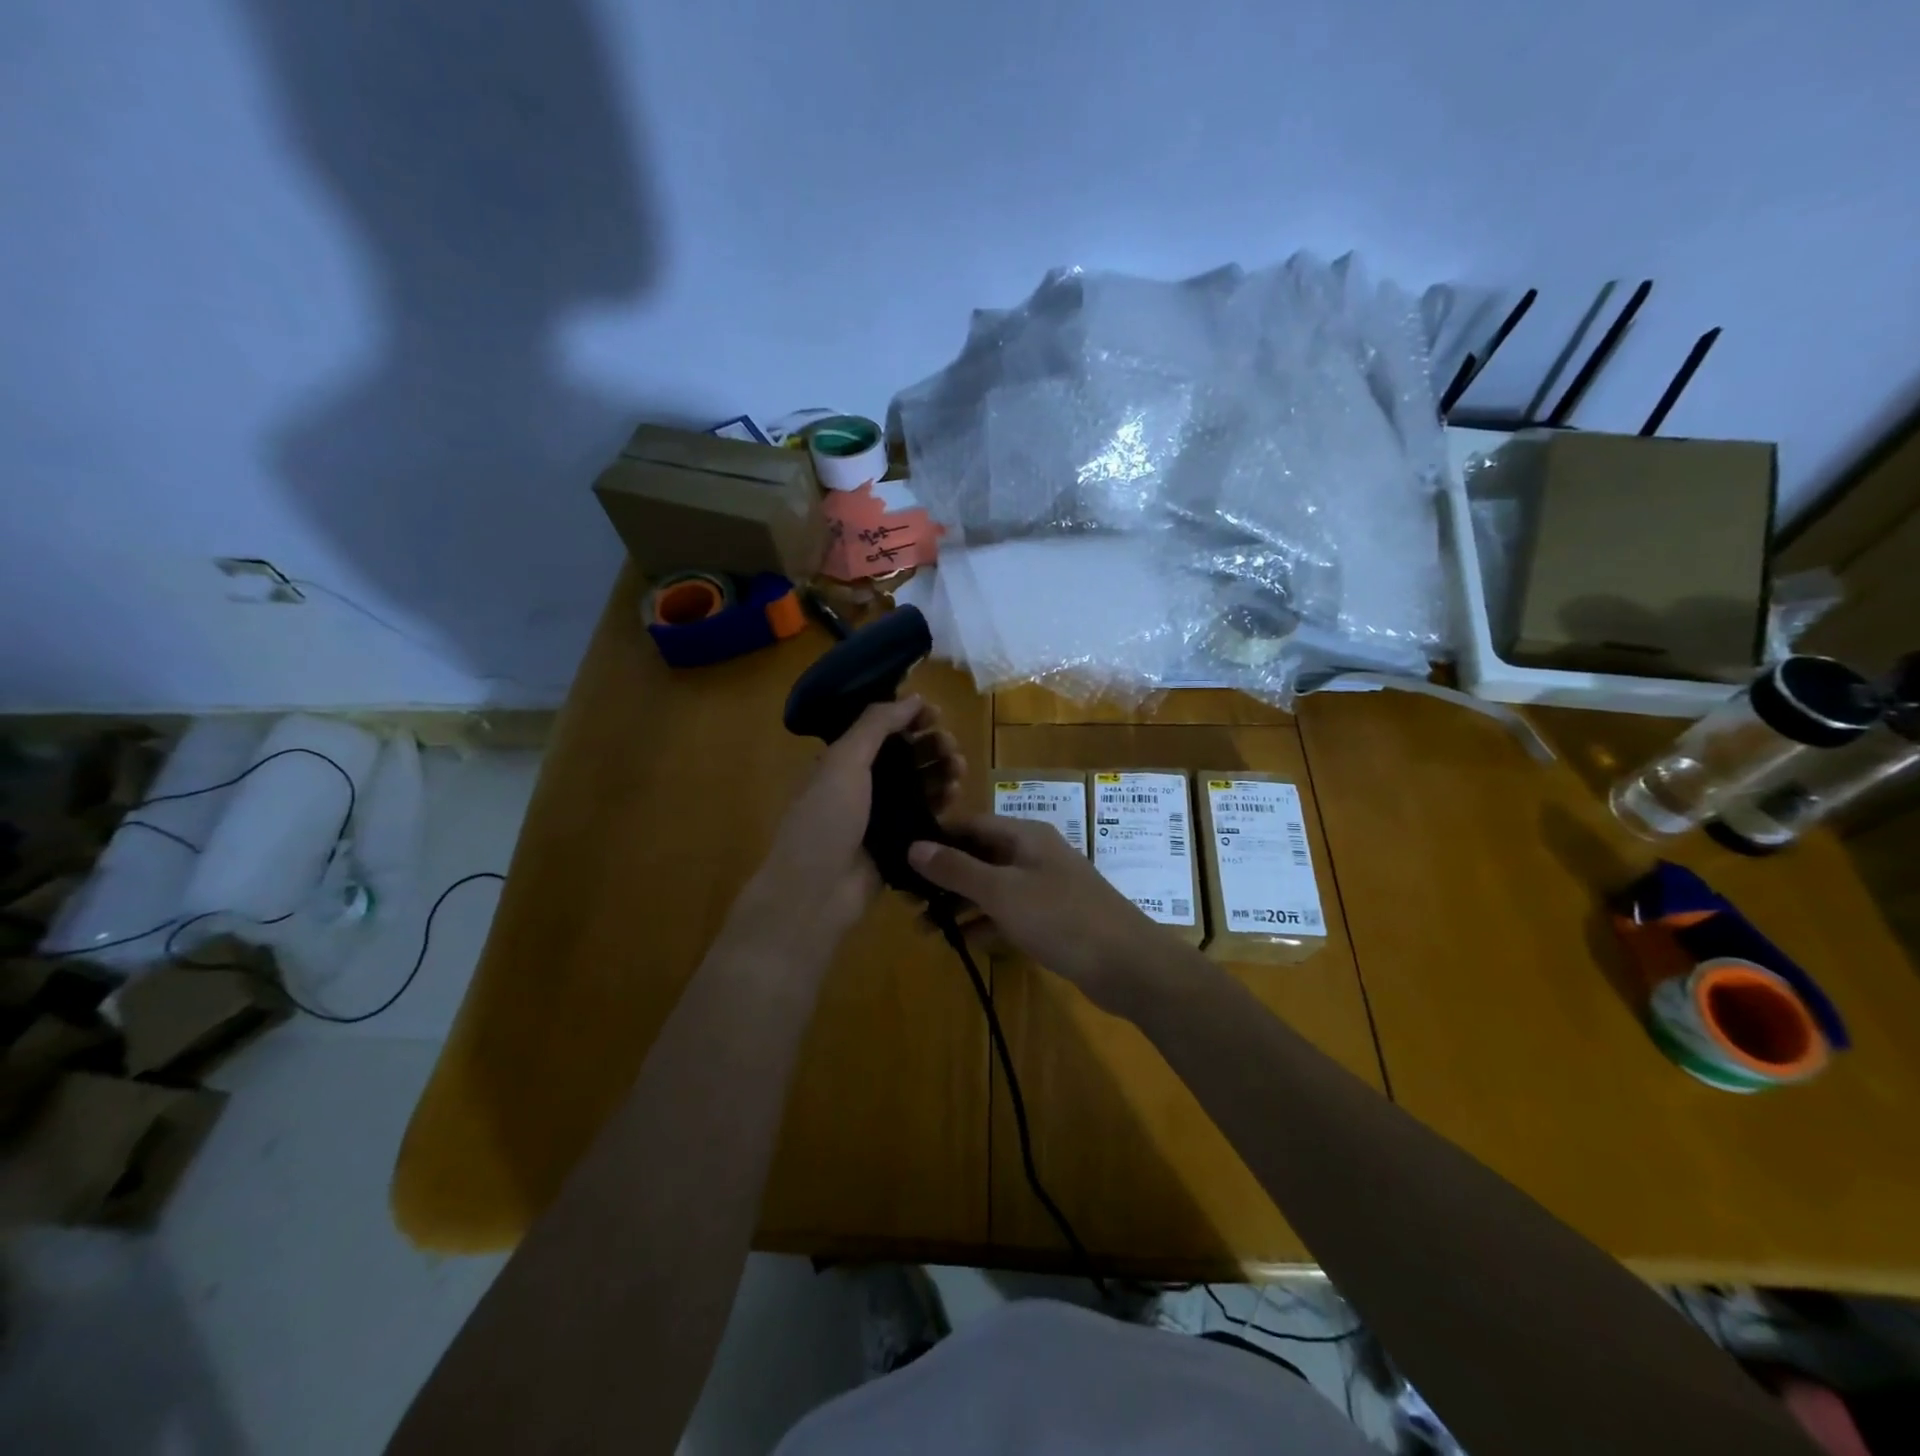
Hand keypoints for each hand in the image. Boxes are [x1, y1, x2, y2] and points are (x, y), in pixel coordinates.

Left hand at [727, 696, 963, 972]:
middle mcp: (861, 785)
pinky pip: (925, 815)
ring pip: (918, 784)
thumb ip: (876, 725)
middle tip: (951, 747)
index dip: (909, 718)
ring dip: (940, 771)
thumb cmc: (826, 819)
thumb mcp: (844, 762)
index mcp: (842, 761)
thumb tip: (912, 696)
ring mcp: (880, 815)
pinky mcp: (897, 842)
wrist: (817, 892)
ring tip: (959, 770)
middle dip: (930, 745)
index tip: (937, 715)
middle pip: (905, 755)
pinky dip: (941, 802)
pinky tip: (956, 795)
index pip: (882, 729)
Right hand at [907, 815, 1161, 1014]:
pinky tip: (961, 942)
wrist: (1128, 965)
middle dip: (943, 878)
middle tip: (906, 901)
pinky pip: (1008, 914)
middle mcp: (1033, 854)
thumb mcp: (1002, 891)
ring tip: (924, 928)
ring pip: (991, 888)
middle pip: (979, 857)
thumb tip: (913, 846)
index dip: (936, 839)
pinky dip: (985, 924)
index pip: (970, 825)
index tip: (900, 859)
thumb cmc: (1062, 917)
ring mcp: (1044, 888)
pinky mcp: (1051, 919)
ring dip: (959, 905)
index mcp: (1024, 835)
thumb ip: (957, 869)